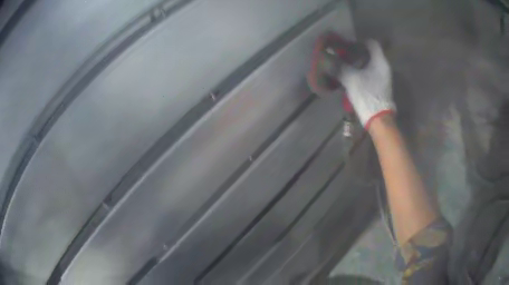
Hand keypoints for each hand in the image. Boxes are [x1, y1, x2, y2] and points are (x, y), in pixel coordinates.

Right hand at [340, 40, 394, 129]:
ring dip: (359, 62)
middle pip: (371, 53)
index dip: (359, 41)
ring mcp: (384, 77)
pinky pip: (372, 72)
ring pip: (371, 63)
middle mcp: (384, 67)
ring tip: (346, 65)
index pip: (372, 43)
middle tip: (345, 55)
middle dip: (358, 52)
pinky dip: (363, 71)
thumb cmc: (367, 95)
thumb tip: (328, 58)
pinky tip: (353, 75)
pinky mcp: (382, 86)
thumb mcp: (351, 79)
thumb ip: (340, 66)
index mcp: (380, 61)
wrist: (378, 119)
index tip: (348, 45)